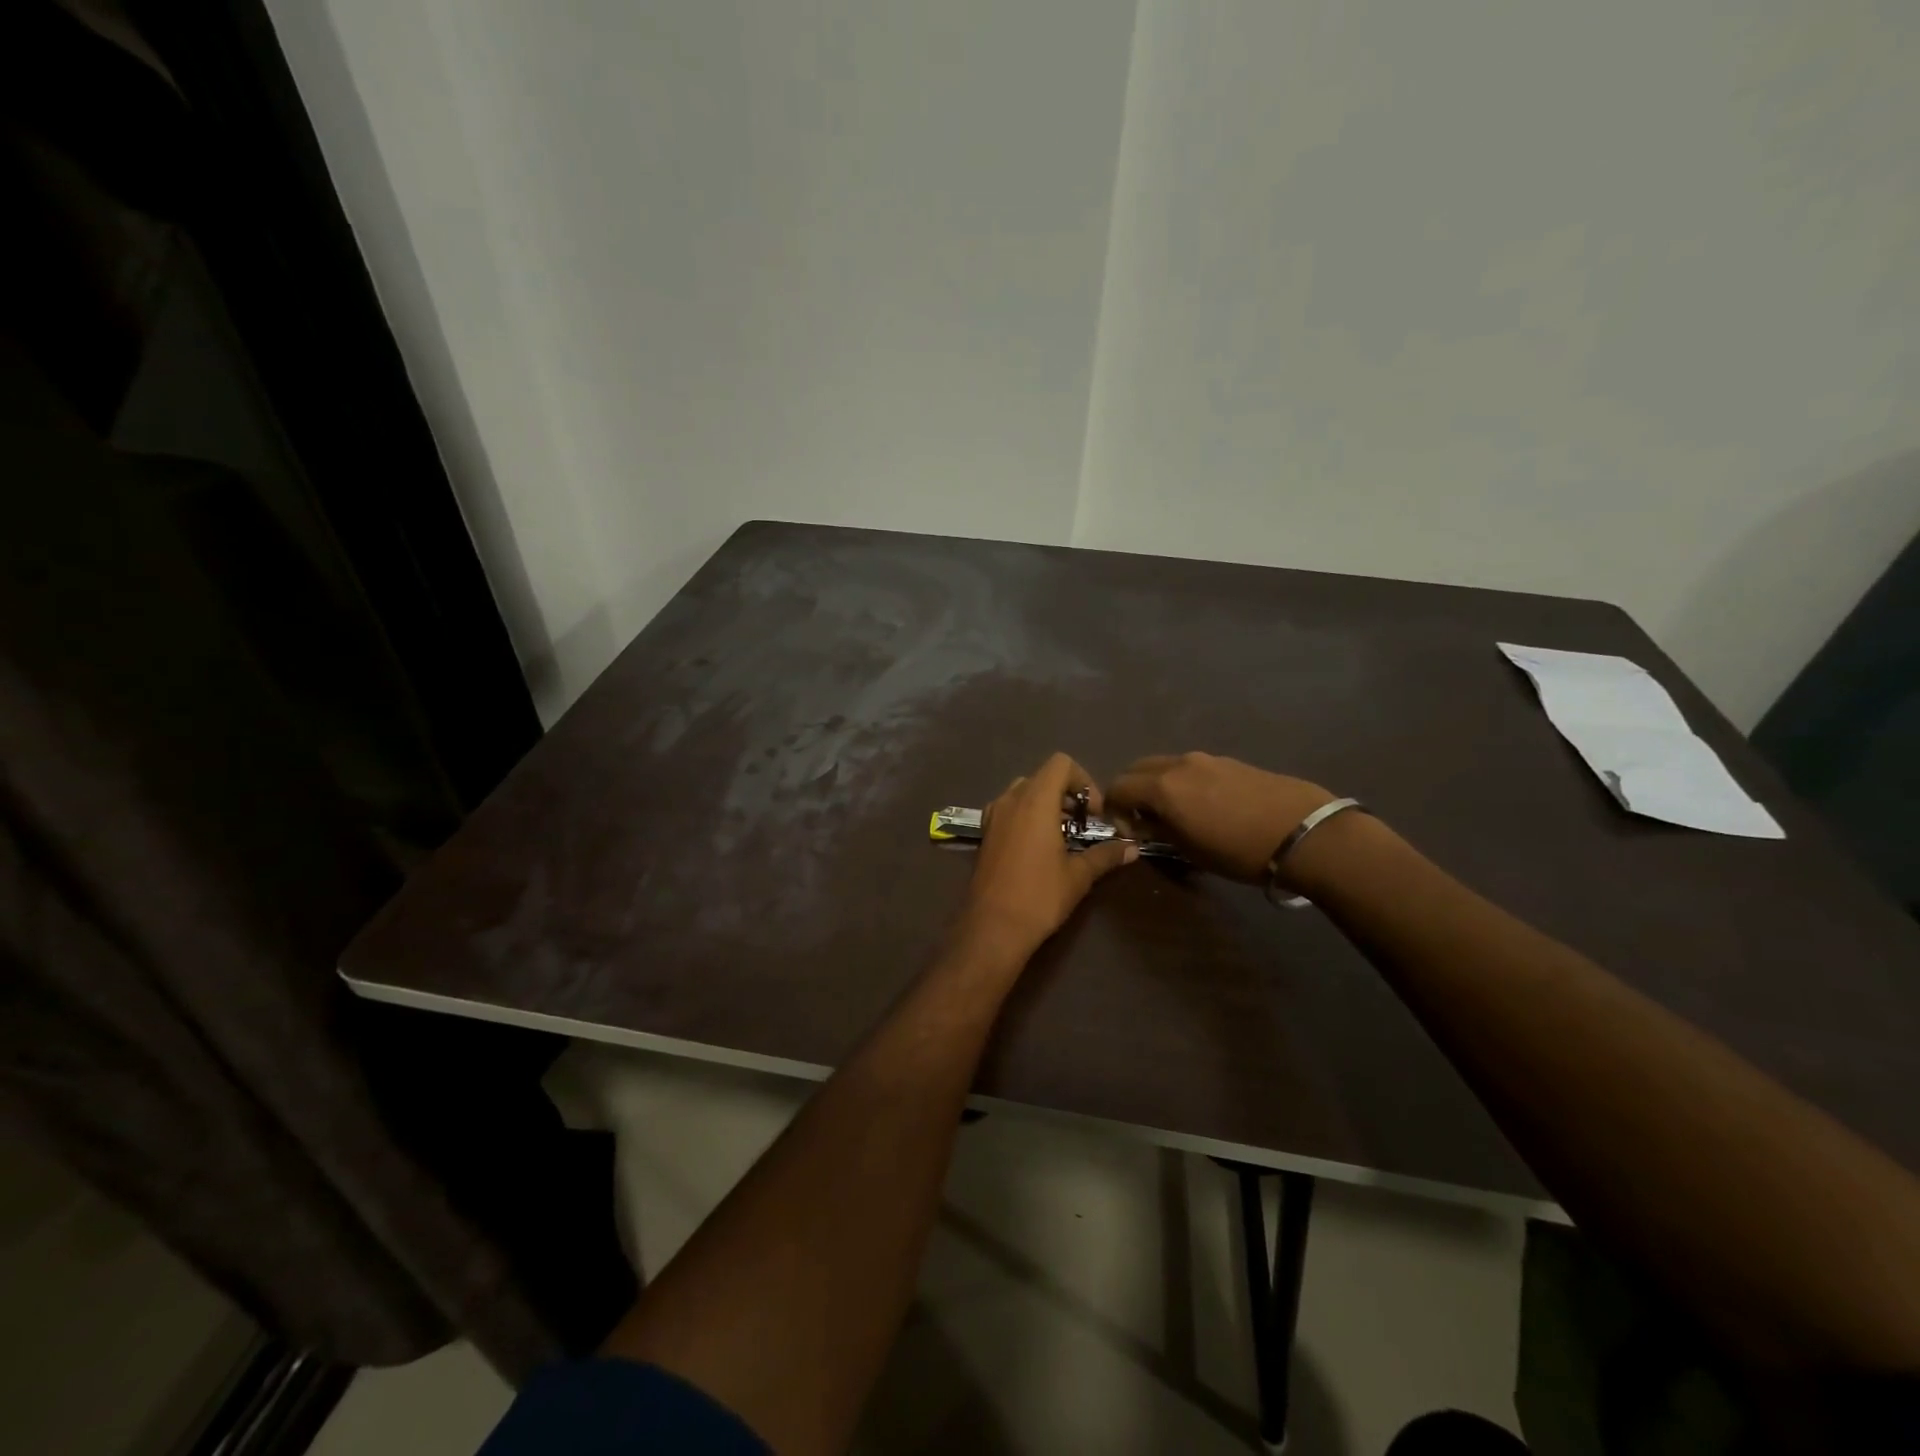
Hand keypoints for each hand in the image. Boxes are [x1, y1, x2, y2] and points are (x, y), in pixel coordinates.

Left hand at [956, 753, 1136, 962]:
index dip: (1083, 781)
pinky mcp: (985, 833)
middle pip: (1043, 776)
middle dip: (1067, 794)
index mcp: (1035, 801)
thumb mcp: (1079, 876)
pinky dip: (1027, 815)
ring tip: (1063, 836)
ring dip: (1046, 804)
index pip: (1061, 763)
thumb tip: (1132, 848)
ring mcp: (993, 816)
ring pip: (1024, 792)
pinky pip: (1009, 809)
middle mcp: (1010, 800)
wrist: (992, 927)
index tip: (1094, 813)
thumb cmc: (1039, 896)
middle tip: (1083, 825)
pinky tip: (1039, 847)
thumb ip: (1106, 855)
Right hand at [1106, 752, 1335, 882]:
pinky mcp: (1229, 761)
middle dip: (1131, 791)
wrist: (1304, 832)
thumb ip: (1159, 832)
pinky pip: (1191, 767)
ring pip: (1164, 765)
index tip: (1128, 831)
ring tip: (1176, 813)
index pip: (1117, 787)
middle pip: (1137, 768)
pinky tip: (1205, 805)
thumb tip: (1143, 825)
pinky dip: (1182, 781)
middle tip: (1143, 819)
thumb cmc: (1240, 851)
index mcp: (1162, 787)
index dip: (1113, 810)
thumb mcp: (1191, 851)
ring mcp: (1206, 759)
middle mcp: (1179, 764)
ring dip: (1157, 784)